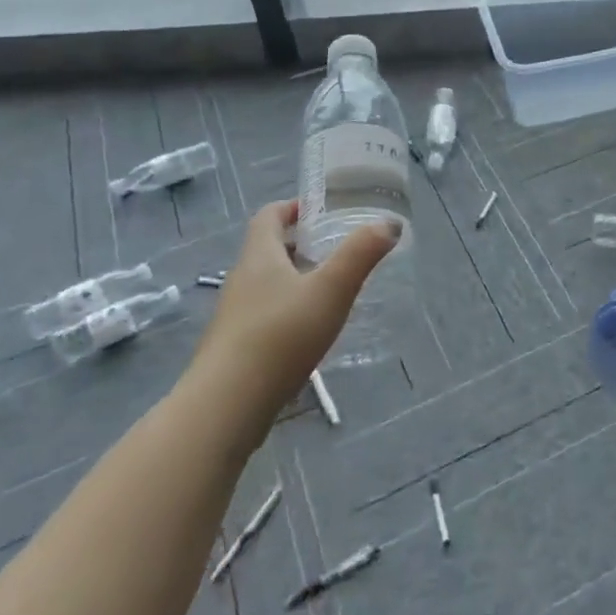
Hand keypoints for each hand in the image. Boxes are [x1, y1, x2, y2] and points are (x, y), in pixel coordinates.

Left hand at [189, 199, 397, 449]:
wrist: (226, 407)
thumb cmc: (280, 336)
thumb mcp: (331, 290)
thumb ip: (361, 254)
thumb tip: (389, 223)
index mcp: (259, 256)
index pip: (269, 216)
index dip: (293, 207)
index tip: (323, 210)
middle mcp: (242, 279)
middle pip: (269, 249)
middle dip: (301, 243)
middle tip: (338, 248)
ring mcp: (235, 316)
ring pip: (267, 284)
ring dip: (296, 279)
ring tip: (331, 289)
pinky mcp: (236, 349)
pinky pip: (265, 315)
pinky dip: (288, 311)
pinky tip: (310, 332)